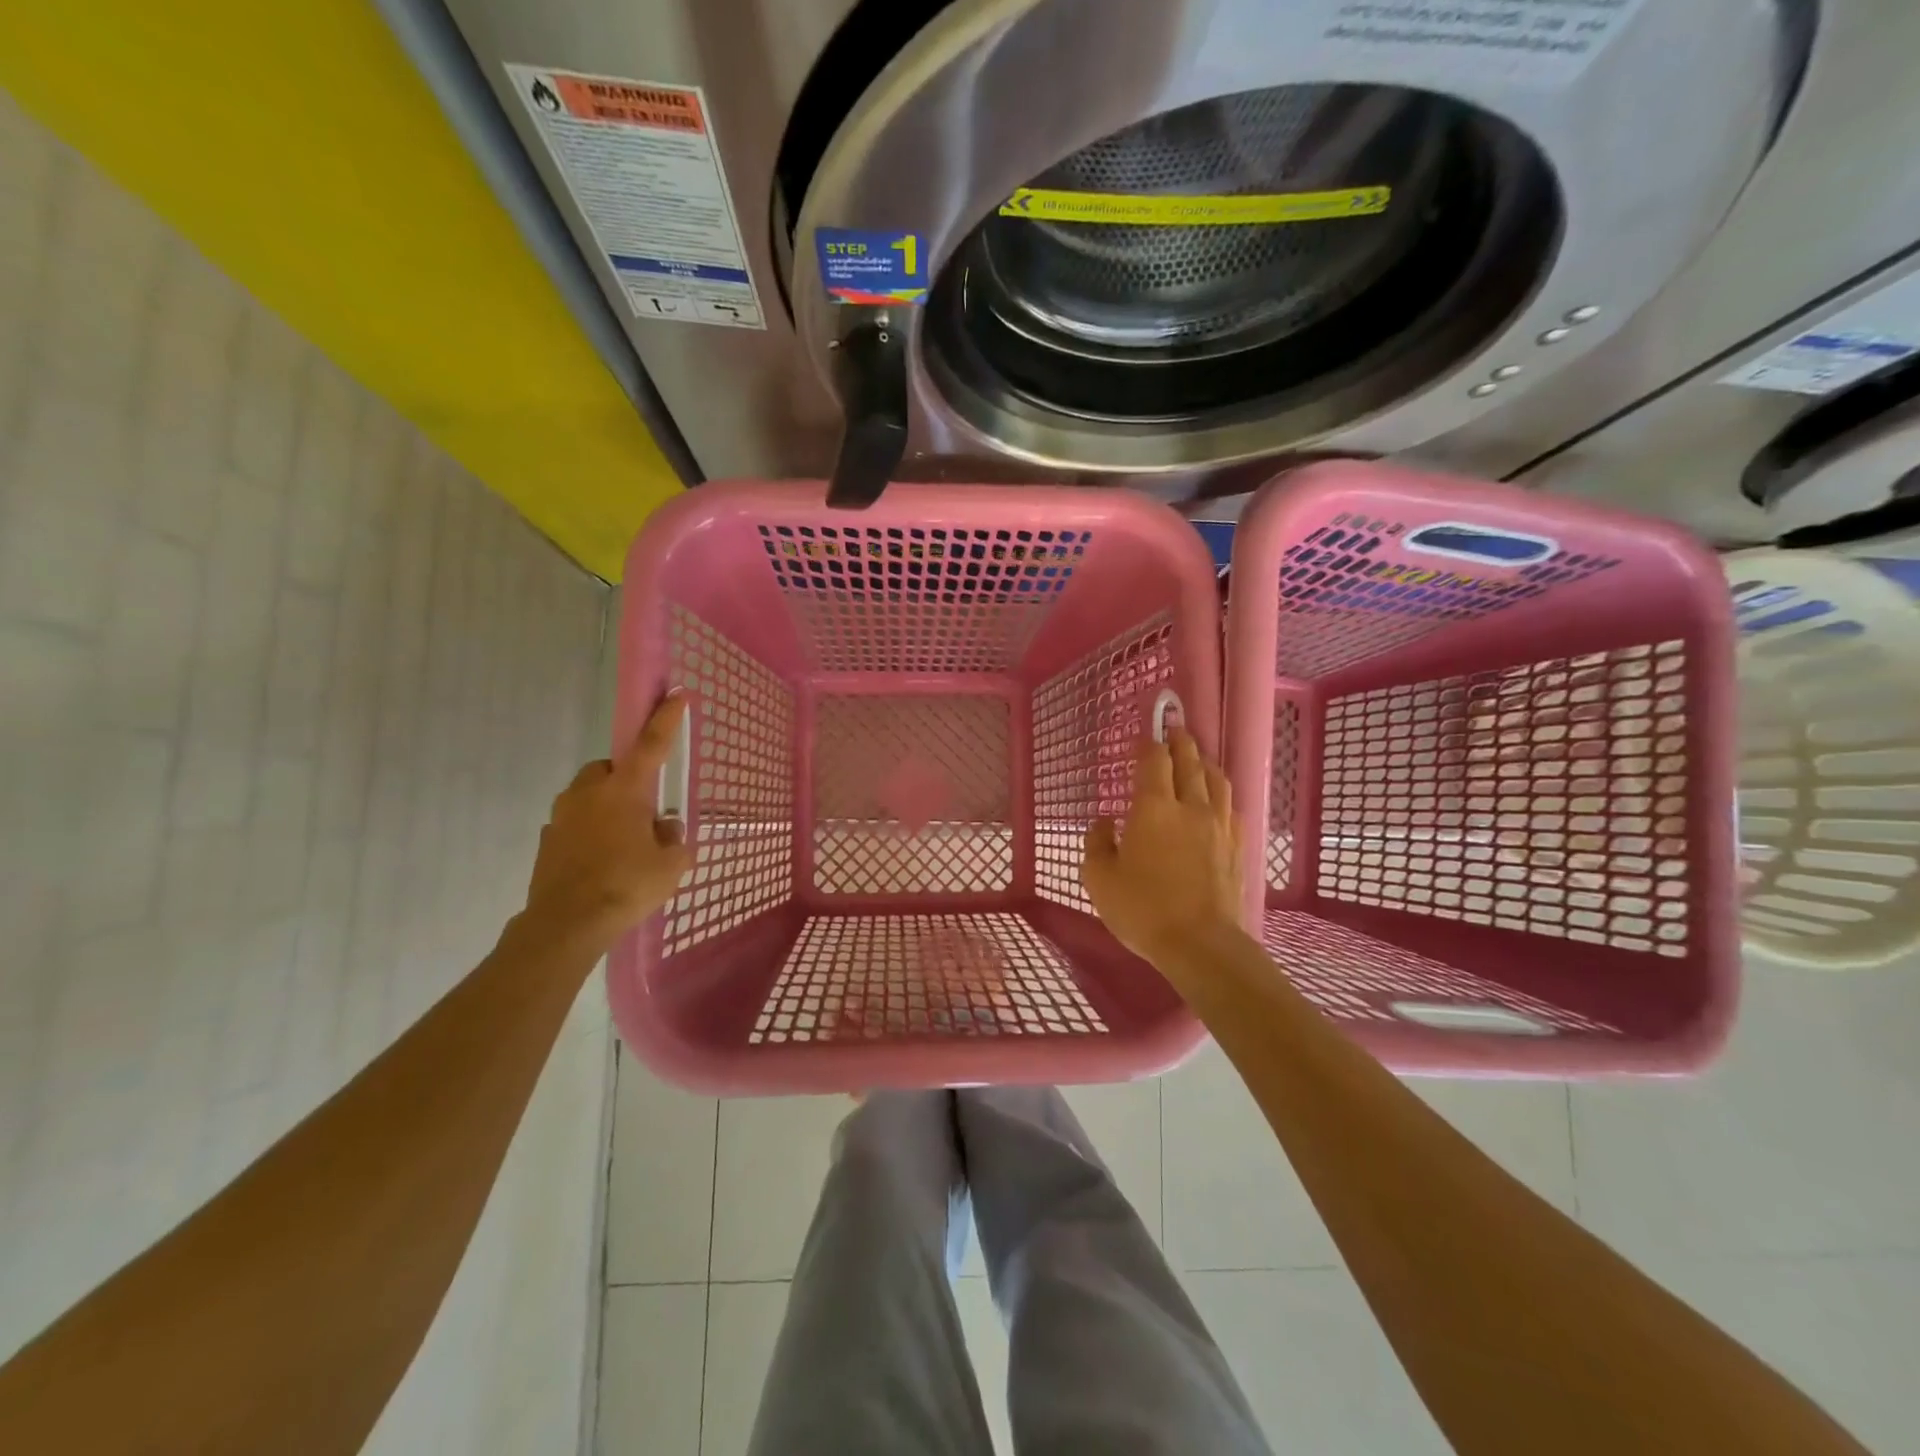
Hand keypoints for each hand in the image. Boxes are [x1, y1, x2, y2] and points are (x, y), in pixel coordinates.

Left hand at [522, 693, 695, 951]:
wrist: (566, 925)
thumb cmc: (627, 886)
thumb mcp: (671, 865)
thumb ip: (673, 840)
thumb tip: (665, 829)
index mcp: (624, 790)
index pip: (651, 744)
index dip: (666, 718)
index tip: (676, 693)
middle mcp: (589, 793)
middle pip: (610, 768)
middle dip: (626, 779)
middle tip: (644, 808)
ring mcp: (562, 816)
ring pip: (588, 795)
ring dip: (606, 806)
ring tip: (623, 839)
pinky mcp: (546, 840)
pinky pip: (573, 824)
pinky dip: (588, 831)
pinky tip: (600, 860)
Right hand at [1082, 729, 1243, 967]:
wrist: (1201, 944)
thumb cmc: (1143, 910)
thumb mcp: (1099, 879)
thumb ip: (1097, 843)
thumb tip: (1104, 822)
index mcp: (1154, 808)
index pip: (1155, 760)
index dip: (1149, 742)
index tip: (1144, 734)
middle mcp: (1190, 807)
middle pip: (1189, 762)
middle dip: (1180, 741)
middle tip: (1175, 728)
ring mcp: (1219, 826)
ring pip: (1216, 780)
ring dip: (1204, 763)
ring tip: (1197, 757)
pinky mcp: (1237, 847)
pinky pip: (1230, 808)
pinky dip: (1220, 794)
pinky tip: (1216, 801)